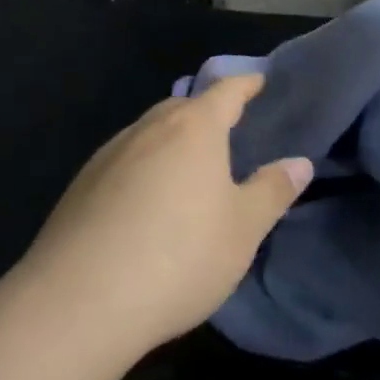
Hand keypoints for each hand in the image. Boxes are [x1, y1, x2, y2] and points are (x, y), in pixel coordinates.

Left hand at [13, 74, 313, 356]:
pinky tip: (145, 199)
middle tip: (226, 128)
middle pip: (181, 107)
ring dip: (170, 139)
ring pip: (148, 132)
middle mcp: (147, 130)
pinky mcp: (81, 184)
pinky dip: (143, 166)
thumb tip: (299, 161)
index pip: (225, 92)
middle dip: (205, 112)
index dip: (245, 84)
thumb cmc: (179, 257)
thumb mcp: (242, 230)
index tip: (259, 80)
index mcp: (192, 130)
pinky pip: (123, 160)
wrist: (80, 299)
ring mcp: (108, 154)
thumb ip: (272, 190)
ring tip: (187, 164)